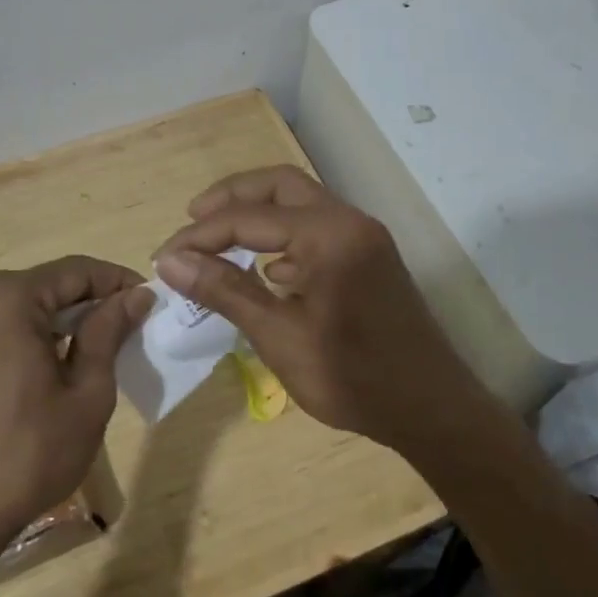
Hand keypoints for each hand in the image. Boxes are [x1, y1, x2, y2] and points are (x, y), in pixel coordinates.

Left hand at [0, 257, 154, 558]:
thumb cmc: (27, 454)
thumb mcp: (86, 393)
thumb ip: (109, 333)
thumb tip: (137, 295)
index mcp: (9, 297)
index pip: (78, 270)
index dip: (119, 282)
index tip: (153, 302)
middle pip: (52, 285)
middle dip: (95, 302)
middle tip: (135, 328)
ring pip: (30, 306)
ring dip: (68, 321)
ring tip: (107, 348)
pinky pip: (7, 327)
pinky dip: (40, 336)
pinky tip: (64, 365)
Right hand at [153, 166, 484, 452]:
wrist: (433, 411)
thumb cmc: (353, 378)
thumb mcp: (279, 336)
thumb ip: (225, 290)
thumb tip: (170, 260)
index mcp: (328, 235)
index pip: (248, 217)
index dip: (200, 235)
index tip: (164, 257)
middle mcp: (349, 221)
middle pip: (279, 185)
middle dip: (231, 198)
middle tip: (192, 219)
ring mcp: (364, 237)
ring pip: (300, 202)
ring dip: (257, 213)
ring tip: (218, 239)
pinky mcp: (369, 256)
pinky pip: (317, 228)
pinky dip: (283, 235)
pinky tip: (264, 269)